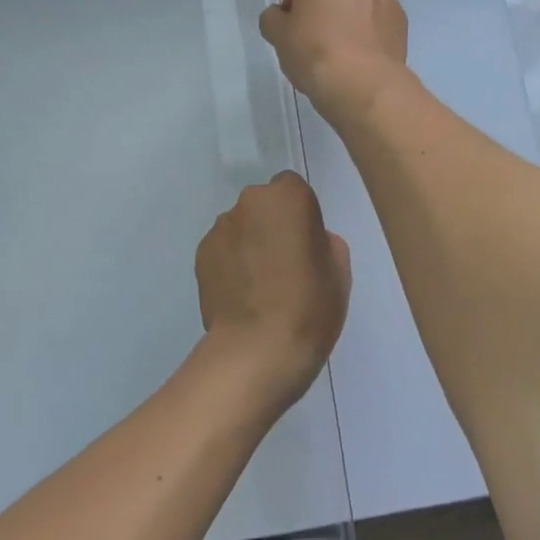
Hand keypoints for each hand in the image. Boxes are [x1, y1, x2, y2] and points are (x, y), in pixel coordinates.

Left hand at [194, 172, 350, 417]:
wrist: (256, 350)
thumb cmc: (309, 306)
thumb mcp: (339, 272)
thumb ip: (325, 242)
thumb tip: (308, 241)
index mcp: (287, 197)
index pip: (294, 189)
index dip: (301, 214)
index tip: (306, 244)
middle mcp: (248, 202)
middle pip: (264, 205)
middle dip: (272, 225)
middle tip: (284, 264)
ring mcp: (220, 229)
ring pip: (241, 228)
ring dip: (249, 244)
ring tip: (259, 286)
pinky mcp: (200, 256)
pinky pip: (223, 251)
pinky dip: (231, 265)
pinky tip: (241, 296)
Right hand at [258, 0, 409, 126]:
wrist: (361, 82)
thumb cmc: (312, 50)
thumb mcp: (276, 34)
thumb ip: (273, 18)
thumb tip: (281, 17)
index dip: (294, 7)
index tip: (293, 32)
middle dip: (325, 7)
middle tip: (315, 40)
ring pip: (359, 2)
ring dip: (349, 17)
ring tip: (341, 51)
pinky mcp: (401, 18)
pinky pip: (378, 20)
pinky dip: (369, 32)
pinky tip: (361, 57)